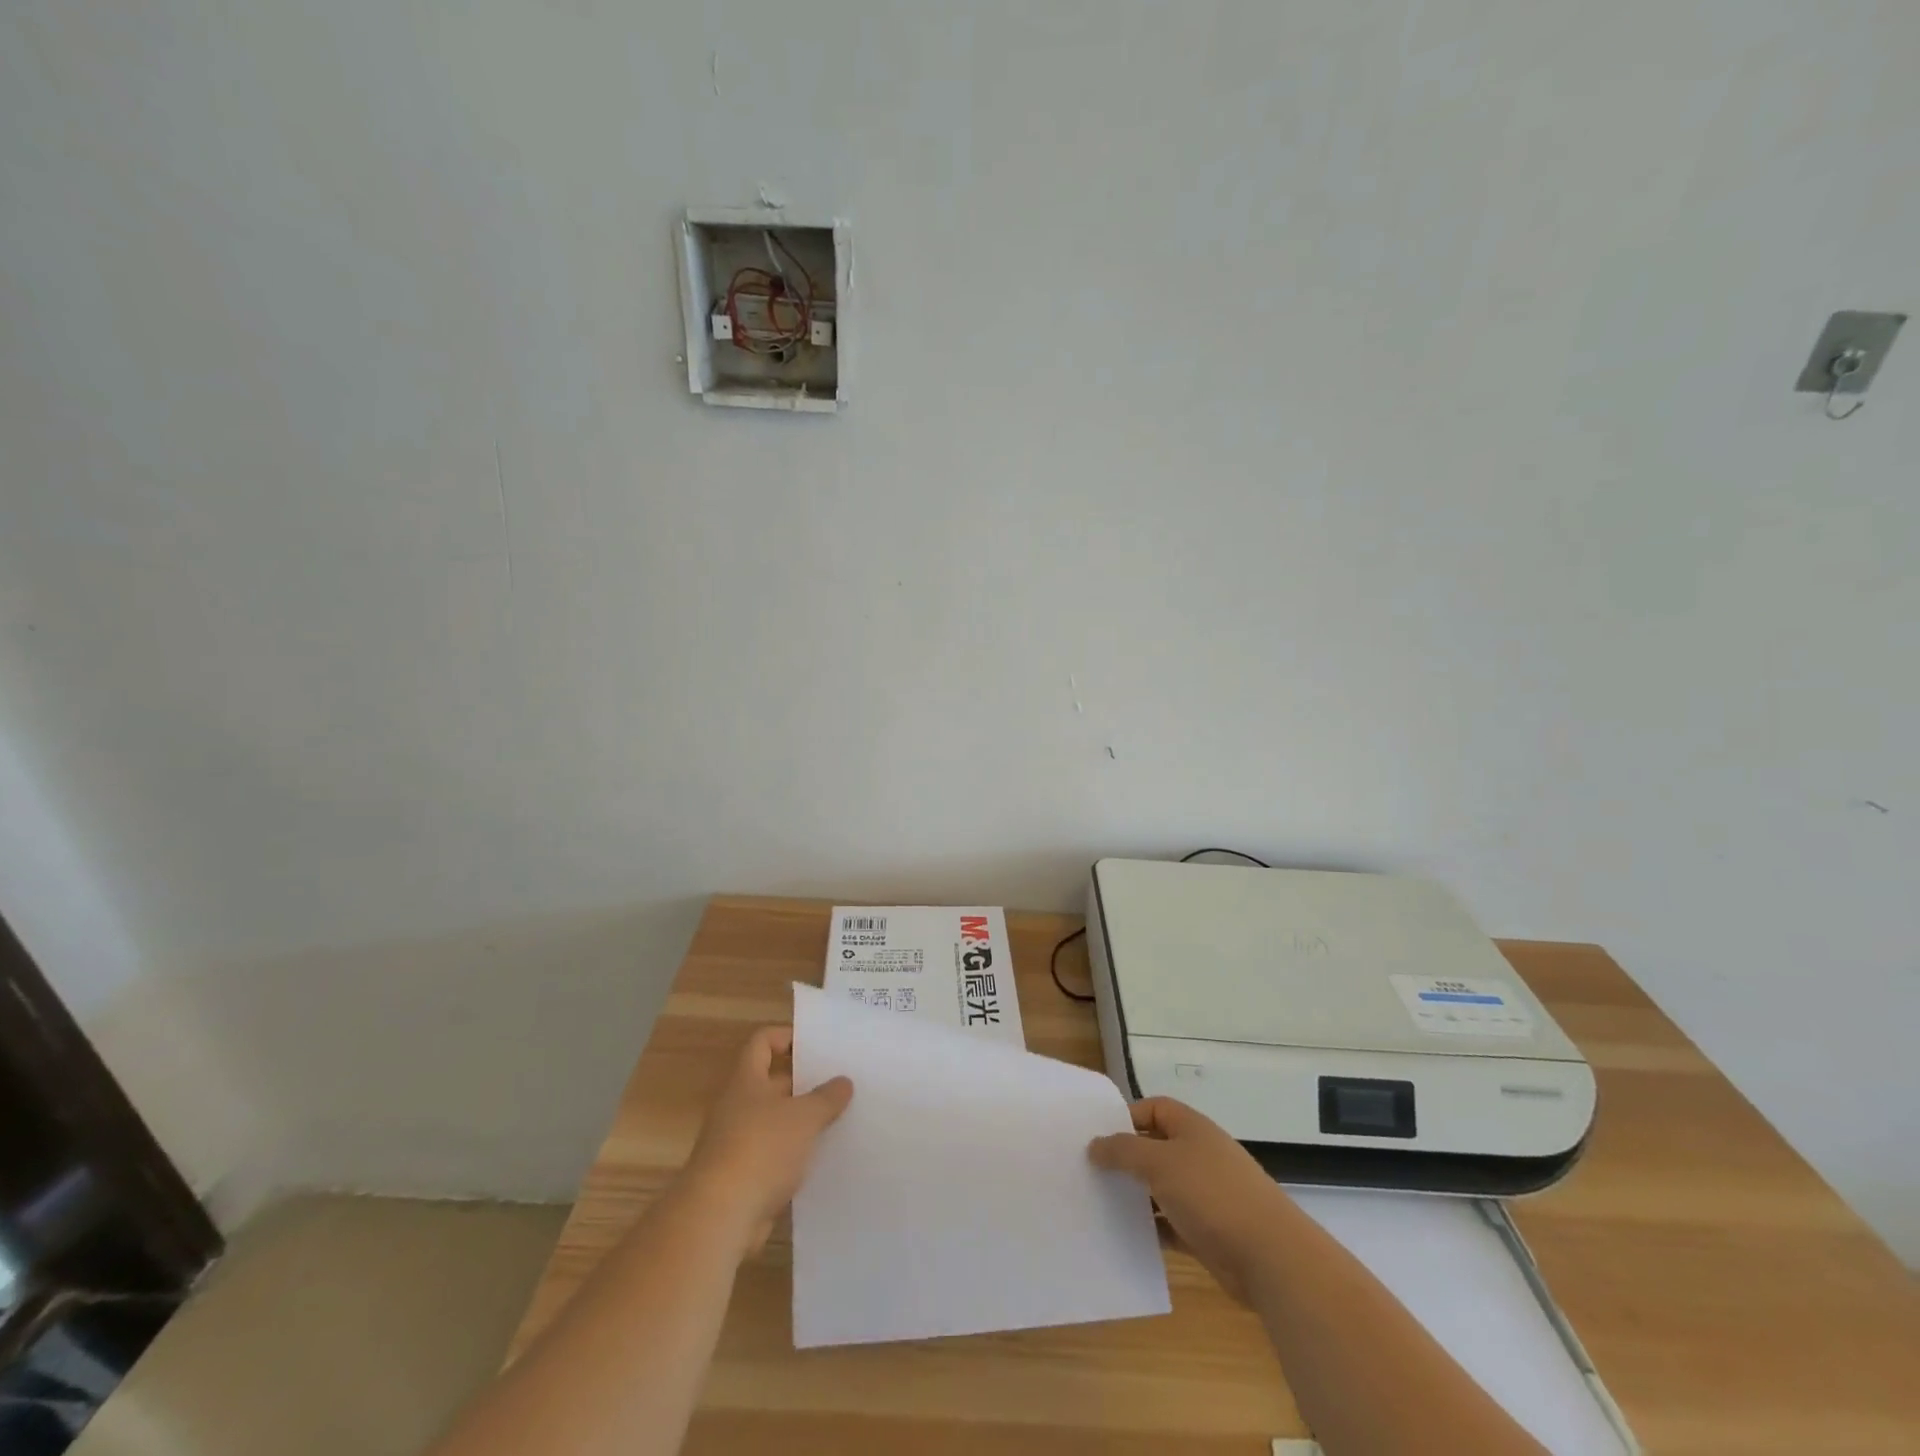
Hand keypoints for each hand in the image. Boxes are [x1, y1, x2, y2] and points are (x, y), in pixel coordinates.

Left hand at [681, 1026, 852, 1255]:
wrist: (719, 1217)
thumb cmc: (761, 1149)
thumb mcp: (804, 1117)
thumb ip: (826, 1097)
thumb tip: (843, 1082)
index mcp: (746, 1081)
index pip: (762, 1042)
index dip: (787, 1037)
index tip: (816, 1045)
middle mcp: (738, 1107)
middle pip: (772, 1083)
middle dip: (805, 1083)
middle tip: (840, 1084)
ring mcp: (738, 1144)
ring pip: (776, 1122)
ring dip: (803, 1123)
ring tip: (840, 1120)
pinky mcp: (743, 1178)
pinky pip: (775, 1157)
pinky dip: (795, 1157)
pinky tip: (823, 1161)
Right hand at [1088, 1096, 1295, 1302]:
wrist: (1270, 1256)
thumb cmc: (1211, 1194)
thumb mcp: (1159, 1163)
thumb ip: (1123, 1151)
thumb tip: (1094, 1145)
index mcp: (1191, 1128)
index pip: (1153, 1108)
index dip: (1126, 1117)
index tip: (1097, 1137)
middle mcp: (1198, 1155)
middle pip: (1155, 1148)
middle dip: (1126, 1159)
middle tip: (1090, 1171)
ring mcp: (1205, 1194)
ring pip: (1161, 1188)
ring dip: (1136, 1196)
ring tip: (1100, 1204)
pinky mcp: (1208, 1231)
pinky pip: (1171, 1223)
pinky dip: (1152, 1228)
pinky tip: (1127, 1236)